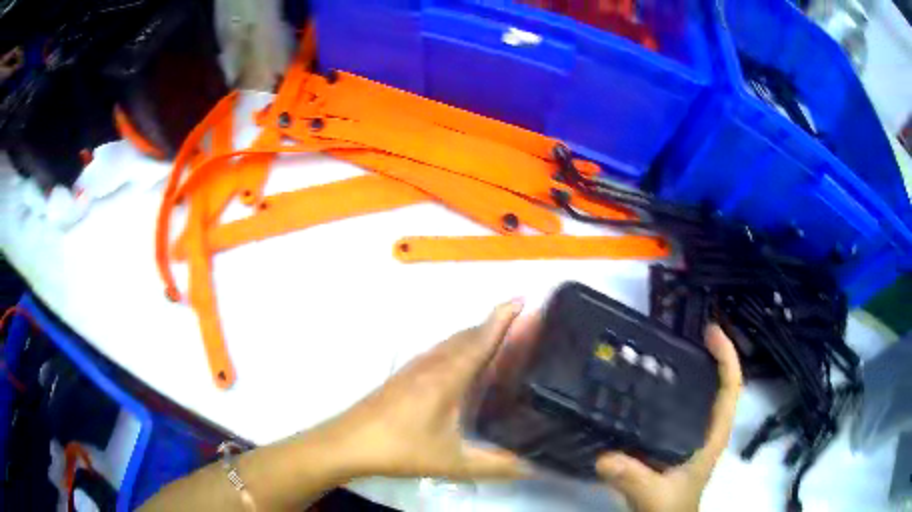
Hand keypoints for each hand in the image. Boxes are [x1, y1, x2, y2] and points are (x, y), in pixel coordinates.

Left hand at [322, 300, 528, 479]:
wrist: (349, 443)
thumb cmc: (401, 449)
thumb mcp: (453, 462)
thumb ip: (498, 466)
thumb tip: (537, 468)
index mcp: (447, 377)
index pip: (481, 339)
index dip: (503, 317)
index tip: (523, 298)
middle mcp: (432, 364)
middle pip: (467, 335)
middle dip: (494, 324)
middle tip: (522, 324)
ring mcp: (414, 368)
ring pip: (451, 342)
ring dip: (475, 334)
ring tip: (499, 341)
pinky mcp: (403, 376)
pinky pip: (439, 351)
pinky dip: (458, 347)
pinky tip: (461, 365)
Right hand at [596, 324, 742, 511]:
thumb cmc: (669, 509)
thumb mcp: (654, 496)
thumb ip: (634, 478)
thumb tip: (605, 457)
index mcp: (713, 435)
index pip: (731, 388)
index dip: (726, 356)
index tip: (710, 332)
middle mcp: (708, 429)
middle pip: (720, 384)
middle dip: (711, 355)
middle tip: (687, 333)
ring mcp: (695, 434)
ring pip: (703, 394)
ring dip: (695, 369)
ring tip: (670, 349)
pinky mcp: (679, 440)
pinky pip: (684, 406)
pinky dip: (675, 389)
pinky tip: (652, 384)